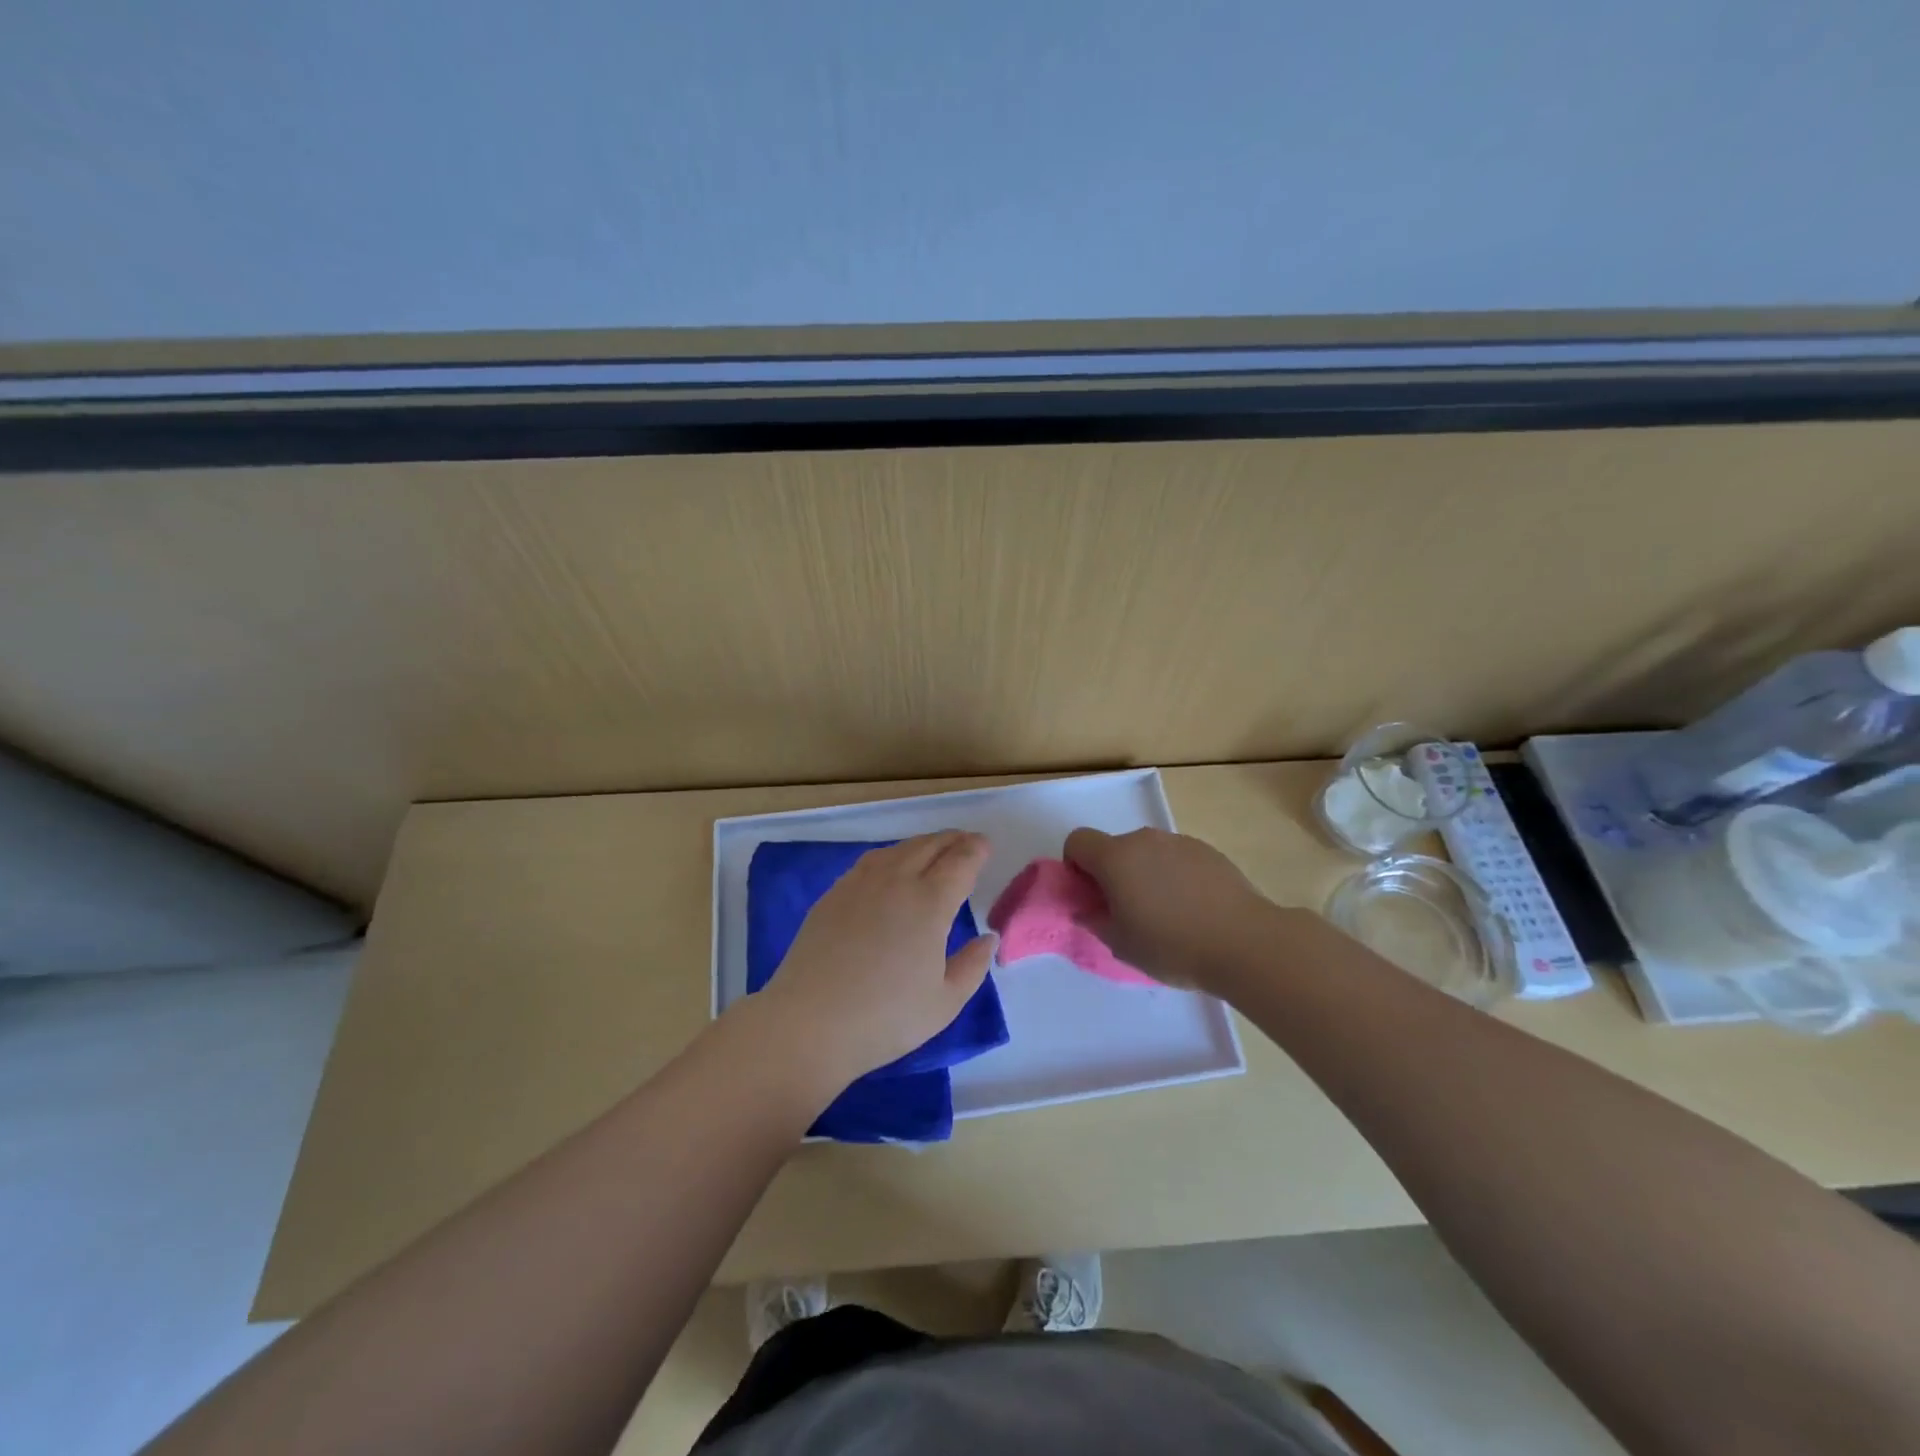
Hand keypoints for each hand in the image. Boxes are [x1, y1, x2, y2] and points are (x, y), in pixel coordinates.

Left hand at [746, 832, 997, 1095]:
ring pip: (898, 850)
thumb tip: (988, 937)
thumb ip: (973, 965)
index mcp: (930, 903)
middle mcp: (896, 881)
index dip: (976, 850)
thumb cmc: (886, 1018)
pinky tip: (890, 869)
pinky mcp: (833, 895)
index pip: (960, 862)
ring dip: (921, 844)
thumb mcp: (944, 1002)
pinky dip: (891, 856)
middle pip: (929, 846)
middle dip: (952, 840)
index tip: (985, 845)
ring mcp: (860, 884)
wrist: (811, 1023)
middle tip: (965, 842)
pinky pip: (870, 862)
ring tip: (932, 850)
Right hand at [1064, 827, 1274, 992]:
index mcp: (1115, 858)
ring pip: (1147, 853)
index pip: (1078, 841)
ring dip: (1145, 874)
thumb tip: (1088, 910)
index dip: (1075, 865)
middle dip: (1112, 873)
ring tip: (1166, 913)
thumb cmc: (1172, 946)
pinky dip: (1175, 876)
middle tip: (1128, 911)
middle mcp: (1144, 840)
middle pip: (1114, 847)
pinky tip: (1194, 909)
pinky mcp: (1208, 851)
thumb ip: (1095, 921)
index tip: (1090, 895)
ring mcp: (1180, 842)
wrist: (1245, 942)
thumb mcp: (1121, 945)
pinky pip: (1177, 858)